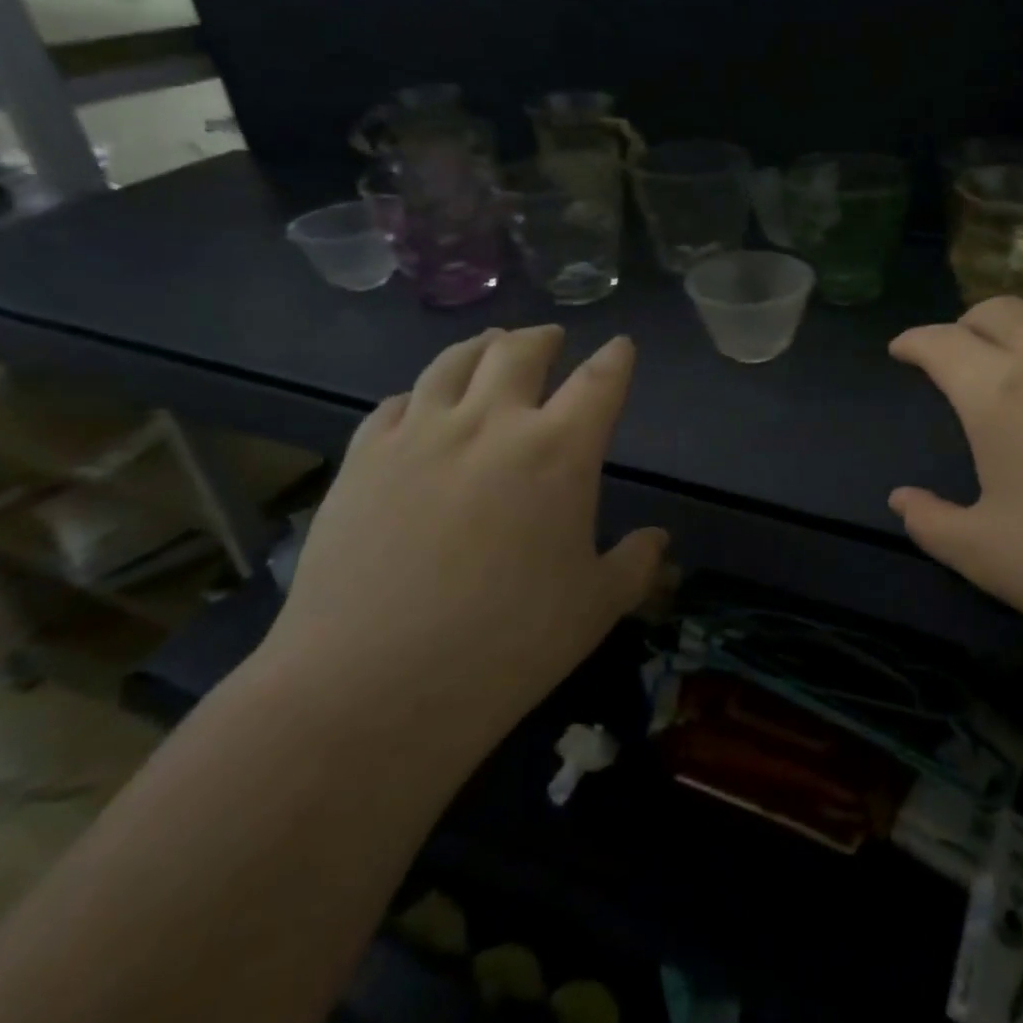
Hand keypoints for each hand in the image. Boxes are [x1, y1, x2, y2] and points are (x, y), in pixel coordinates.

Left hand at [262, 327, 667, 749]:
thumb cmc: (507, 646)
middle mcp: (491, 423)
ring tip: (491, 344)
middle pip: (520, 351)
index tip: (621, 347)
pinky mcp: (364, 458)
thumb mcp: (594, 608)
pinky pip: (396, 404)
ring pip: (453, 362)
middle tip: (551, 337)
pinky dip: (419, 394)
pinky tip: (419, 403)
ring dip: (481, 345)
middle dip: (543, 337)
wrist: (372, 685)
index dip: (616, 359)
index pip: (599, 382)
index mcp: (559, 452)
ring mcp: (420, 435)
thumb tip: (658, 541)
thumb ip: (634, 565)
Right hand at [888, 298, 1022, 668]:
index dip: (914, 342)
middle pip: (1000, 309)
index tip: (901, 351)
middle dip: (966, 323)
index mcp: (1000, 394)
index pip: (942, 342)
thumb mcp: (983, 556)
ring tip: (1018, 366)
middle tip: (956, 355)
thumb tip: (901, 499)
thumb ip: (930, 521)